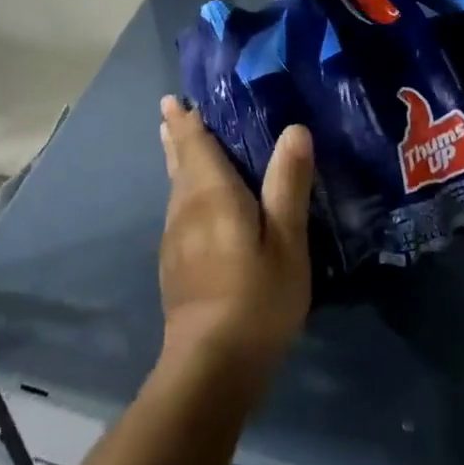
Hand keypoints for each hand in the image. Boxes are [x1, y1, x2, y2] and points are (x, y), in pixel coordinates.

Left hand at [157, 97, 313, 377]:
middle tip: (169, 111)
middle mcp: (186, 209)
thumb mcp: (287, 241)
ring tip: (173, 142)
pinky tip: (188, 201)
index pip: (196, 146)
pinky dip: (180, 189)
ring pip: (174, 187)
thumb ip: (288, 184)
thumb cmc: (257, 297)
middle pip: (179, 162)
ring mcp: (175, 239)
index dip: (188, 121)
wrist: (211, 365)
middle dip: (175, 135)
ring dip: (175, 160)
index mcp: (212, 195)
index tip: (175, 98)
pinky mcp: (175, 265)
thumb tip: (294, 129)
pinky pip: (177, 209)